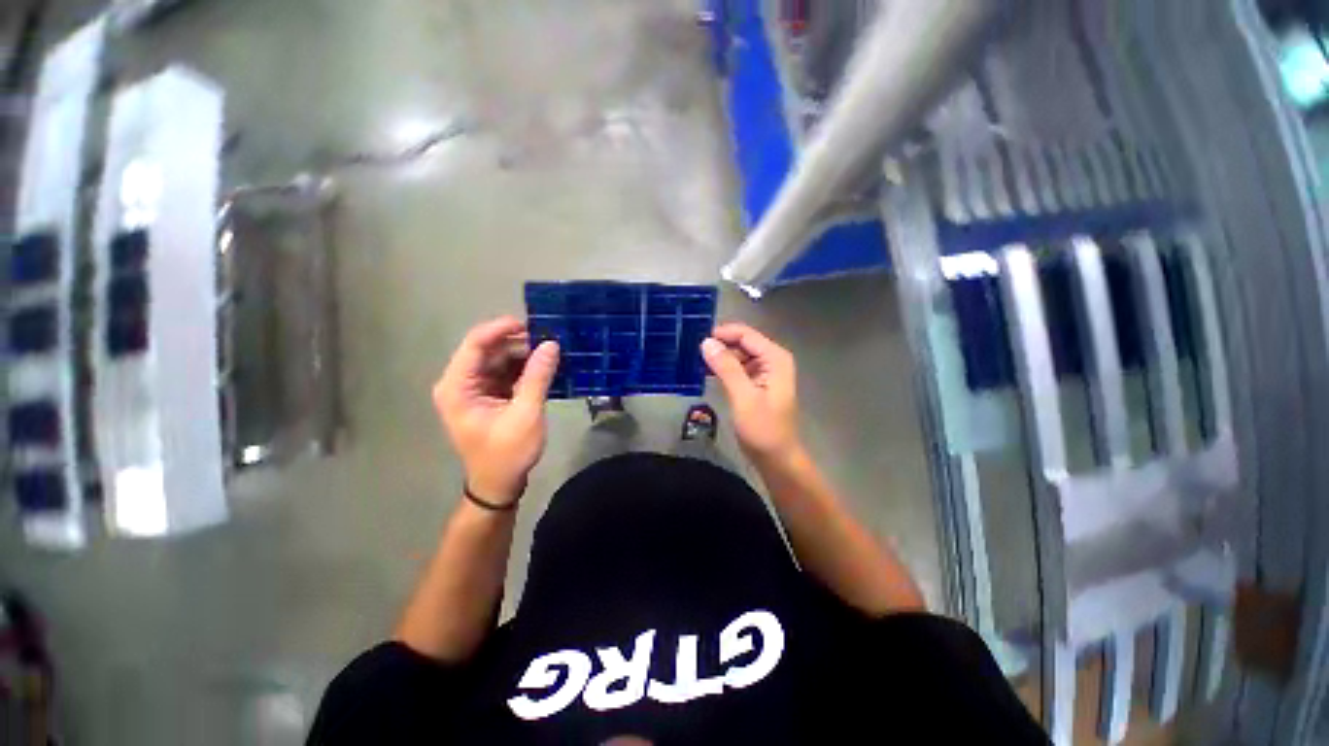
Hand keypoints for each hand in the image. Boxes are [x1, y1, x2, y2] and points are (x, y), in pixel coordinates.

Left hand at [434, 317, 560, 504]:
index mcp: (458, 386)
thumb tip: (552, 345)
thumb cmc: (507, 453)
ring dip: (524, 355)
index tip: (533, 324)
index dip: (502, 329)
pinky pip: (506, 372)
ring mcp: (474, 388)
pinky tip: (545, 366)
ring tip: (552, 351)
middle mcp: (461, 382)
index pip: (476, 343)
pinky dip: (524, 368)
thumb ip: (537, 377)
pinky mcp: (488, 395)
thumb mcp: (525, 414)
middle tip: (550, 340)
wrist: (499, 484)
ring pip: (499, 359)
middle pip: (489, 349)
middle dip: (519, 343)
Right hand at [701, 323, 802, 463]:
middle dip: (719, 344)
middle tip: (691, 351)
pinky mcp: (756, 383)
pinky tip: (706, 372)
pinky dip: (723, 368)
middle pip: (742, 342)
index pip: (745, 334)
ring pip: (738, 354)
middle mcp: (772, 359)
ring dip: (719, 357)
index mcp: (775, 358)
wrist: (776, 459)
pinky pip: (737, 368)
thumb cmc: (763, 429)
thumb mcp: (743, 397)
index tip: (696, 339)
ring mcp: (765, 371)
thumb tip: (706, 342)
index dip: (721, 334)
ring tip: (694, 361)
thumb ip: (726, 367)